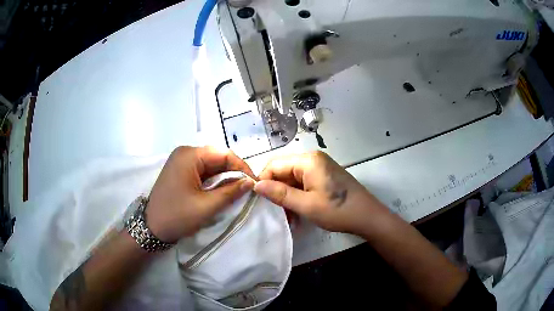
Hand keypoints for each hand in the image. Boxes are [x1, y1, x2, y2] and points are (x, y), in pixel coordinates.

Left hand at [145, 146, 254, 242]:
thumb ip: (231, 192)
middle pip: (217, 157)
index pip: (224, 154)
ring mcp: (181, 161)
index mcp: (189, 155)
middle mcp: (185, 153)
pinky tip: (220, 191)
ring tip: (236, 191)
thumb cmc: (177, 216)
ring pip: (211, 165)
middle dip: (233, 173)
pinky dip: (213, 180)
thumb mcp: (207, 206)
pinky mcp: (180, 171)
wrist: (151, 228)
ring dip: (224, 177)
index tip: (254, 183)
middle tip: (247, 189)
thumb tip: (250, 182)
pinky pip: (202, 171)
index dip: (242, 167)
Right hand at [254, 151, 388, 233]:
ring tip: (288, 217)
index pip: (274, 164)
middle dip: (277, 192)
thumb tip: (256, 185)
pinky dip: (298, 196)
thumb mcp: (306, 205)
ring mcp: (320, 167)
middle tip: (275, 212)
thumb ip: (280, 194)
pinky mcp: (324, 176)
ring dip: (287, 196)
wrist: (367, 216)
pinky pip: (304, 183)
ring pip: (293, 179)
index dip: (263, 181)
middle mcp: (312, 158)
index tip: (259, 200)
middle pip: (284, 171)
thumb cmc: (337, 210)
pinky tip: (298, 212)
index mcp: (307, 160)